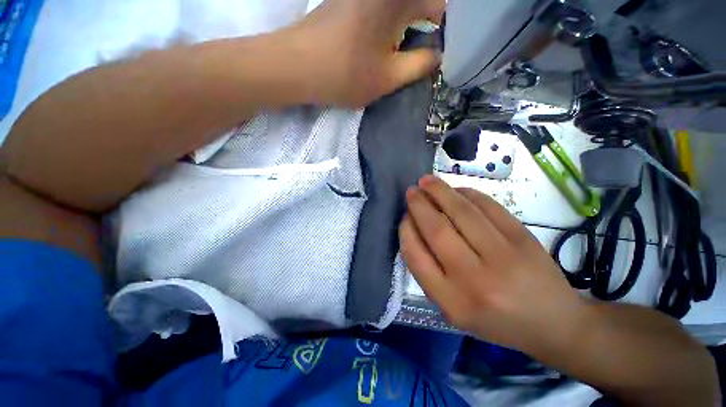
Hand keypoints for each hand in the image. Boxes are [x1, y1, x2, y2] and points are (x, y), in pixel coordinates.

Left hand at [287, 0, 444, 106]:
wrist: (296, 66)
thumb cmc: (344, 75)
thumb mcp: (388, 78)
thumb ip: (419, 66)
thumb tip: (438, 56)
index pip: (439, 4)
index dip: (445, 29)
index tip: (440, 51)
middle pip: (420, 2)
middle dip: (427, 27)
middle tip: (424, 55)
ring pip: (402, 5)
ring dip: (409, 26)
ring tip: (405, 51)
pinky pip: (384, 7)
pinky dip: (392, 23)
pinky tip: (386, 42)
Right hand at [400, 175, 588, 352]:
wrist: (552, 323)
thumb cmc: (495, 320)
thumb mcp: (452, 309)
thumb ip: (429, 272)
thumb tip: (414, 228)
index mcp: (452, 301)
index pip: (416, 256)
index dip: (406, 230)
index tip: (405, 217)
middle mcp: (474, 279)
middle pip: (437, 230)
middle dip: (419, 205)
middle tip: (411, 191)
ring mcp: (503, 256)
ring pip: (462, 212)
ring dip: (440, 191)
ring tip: (427, 181)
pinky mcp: (523, 238)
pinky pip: (488, 206)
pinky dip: (467, 193)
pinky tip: (456, 190)